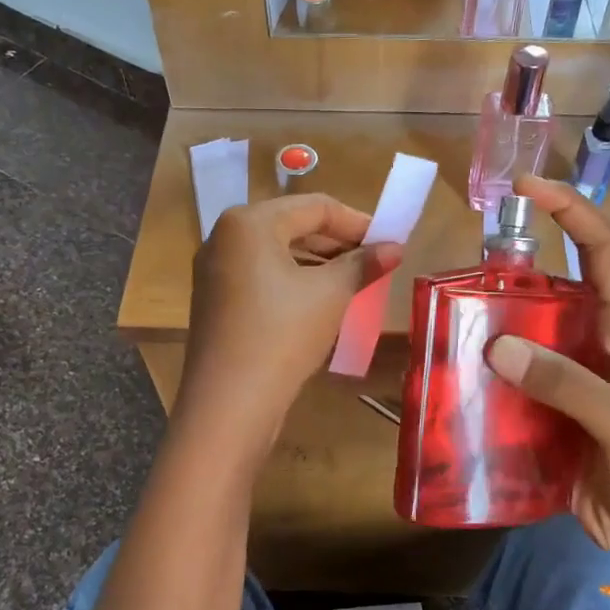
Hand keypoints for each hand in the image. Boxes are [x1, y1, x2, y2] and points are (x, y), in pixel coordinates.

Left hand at [178, 194, 402, 450]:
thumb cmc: (283, 334)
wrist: (230, 402)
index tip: (388, 241)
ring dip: (317, 264)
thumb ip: (362, 264)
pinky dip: (293, 282)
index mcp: (249, 222)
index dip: (357, 222)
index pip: (315, 207)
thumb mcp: (330, 295)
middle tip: (373, 263)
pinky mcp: (215, 301)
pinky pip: (261, 277)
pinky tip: (319, 303)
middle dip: (337, 243)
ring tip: (353, 283)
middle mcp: (224, 237)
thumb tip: (394, 248)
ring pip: (276, 254)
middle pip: (292, 226)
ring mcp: (214, 270)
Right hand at [486, 177, 609, 589]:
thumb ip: (569, 384)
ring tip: (444, 319)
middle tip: (463, 265)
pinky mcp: (546, 416)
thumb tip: (499, 345)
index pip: (604, 252)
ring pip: (523, 337)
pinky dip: (481, 378)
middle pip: (552, 289)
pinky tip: (451, 378)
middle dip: (513, 268)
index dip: (572, 211)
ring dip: (489, 325)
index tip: (528, 188)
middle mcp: (592, 345)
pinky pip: (508, 385)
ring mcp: (567, 381)